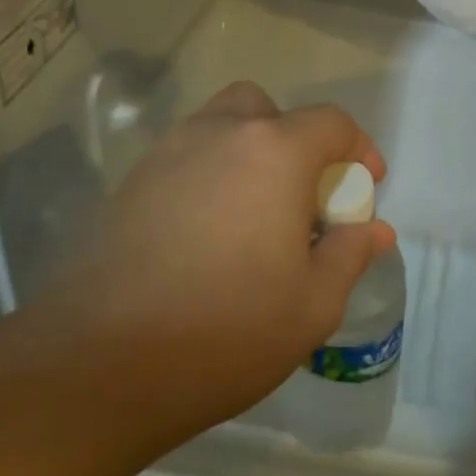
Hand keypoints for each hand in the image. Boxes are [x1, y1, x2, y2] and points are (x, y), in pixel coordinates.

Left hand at [24, 81, 394, 448]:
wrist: (100, 366)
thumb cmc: (229, 330)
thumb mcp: (314, 303)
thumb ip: (351, 253)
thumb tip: (374, 229)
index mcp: (274, 153)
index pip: (331, 123)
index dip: (358, 149)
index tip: (365, 188)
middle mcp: (217, 136)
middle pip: (266, 109)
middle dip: (295, 140)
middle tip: (302, 196)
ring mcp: (165, 157)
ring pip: (218, 128)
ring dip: (248, 155)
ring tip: (256, 218)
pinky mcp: (127, 187)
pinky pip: (183, 161)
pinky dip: (209, 178)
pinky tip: (209, 238)